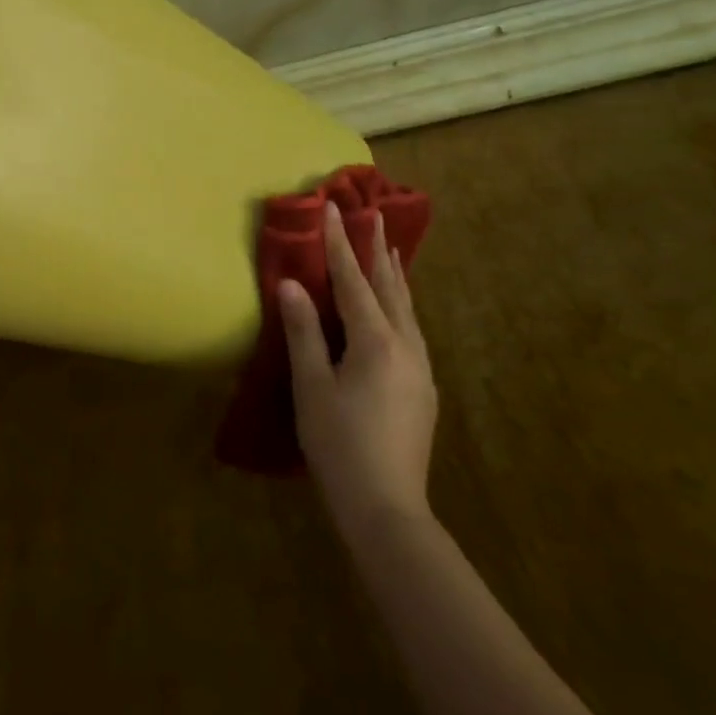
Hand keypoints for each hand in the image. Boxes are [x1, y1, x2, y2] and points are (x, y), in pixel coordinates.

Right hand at [278, 201, 438, 530]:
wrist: (387, 506)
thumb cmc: (339, 444)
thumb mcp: (311, 387)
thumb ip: (304, 332)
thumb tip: (292, 285)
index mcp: (376, 342)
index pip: (353, 282)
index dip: (339, 244)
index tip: (333, 208)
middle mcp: (406, 347)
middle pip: (391, 288)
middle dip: (378, 251)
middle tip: (373, 217)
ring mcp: (421, 369)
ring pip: (407, 310)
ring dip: (394, 277)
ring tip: (390, 252)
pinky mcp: (423, 389)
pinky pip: (411, 330)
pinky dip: (400, 306)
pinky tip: (396, 311)